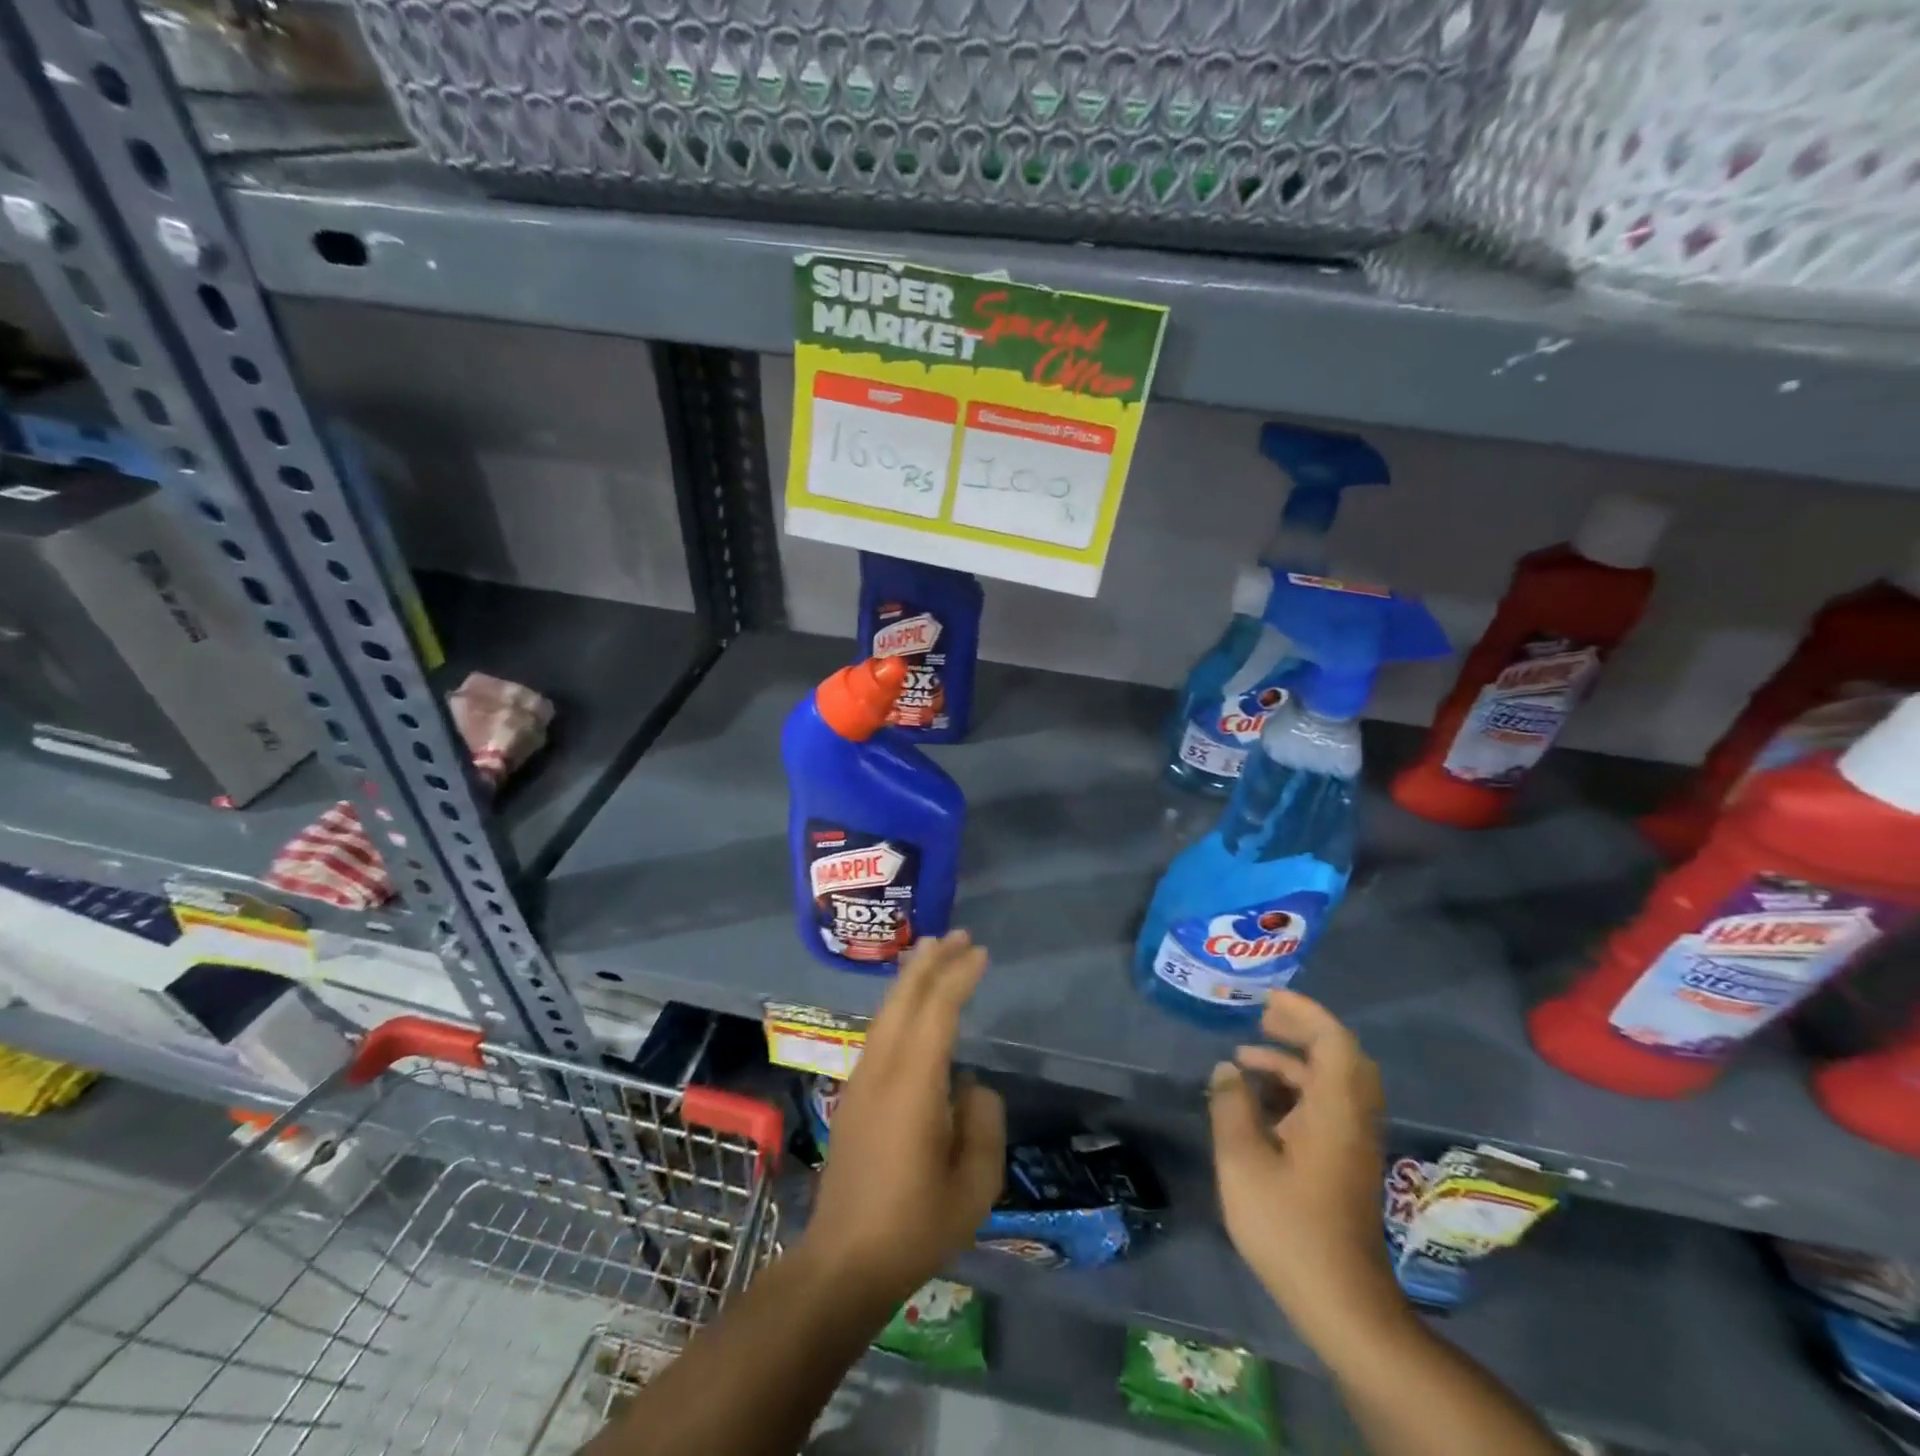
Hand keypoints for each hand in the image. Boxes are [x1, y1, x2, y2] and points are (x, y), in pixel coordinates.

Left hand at [797, 930, 1005, 1303]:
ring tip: (932, 954)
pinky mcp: (853, 1095)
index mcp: (912, 1085)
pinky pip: (879, 1032)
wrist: (843, 1262)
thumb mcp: (974, 1185)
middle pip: (904, 999)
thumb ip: (983, 1122)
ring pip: (886, 1013)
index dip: (958, 977)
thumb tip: (970, 1084)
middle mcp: (881, 1070)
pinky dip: (898, 1005)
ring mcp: (861, 1080)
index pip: (937, 1012)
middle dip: (930, 962)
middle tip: (956, 935)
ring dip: (910, 979)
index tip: (980, 953)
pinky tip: (910, 1006)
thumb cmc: (915, 1227)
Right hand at [1208, 990, 1407, 1345]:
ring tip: (1245, 1058)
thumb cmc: (1288, 1226)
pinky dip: (1296, 1089)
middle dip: (1302, 1029)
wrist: (1340, 1302)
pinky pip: (1327, 1105)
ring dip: (1293, 1061)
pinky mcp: (1346, 1162)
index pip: (1333, 1040)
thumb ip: (1231, 1105)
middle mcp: (1353, 1118)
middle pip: (1340, 1056)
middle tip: (1262, 1017)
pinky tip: (1258, 1102)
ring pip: (1332, 1082)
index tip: (1267, 998)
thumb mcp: (1243, 1161)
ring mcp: (1353, 1142)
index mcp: (1335, 1110)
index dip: (1304, 1011)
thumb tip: (1227, 1070)